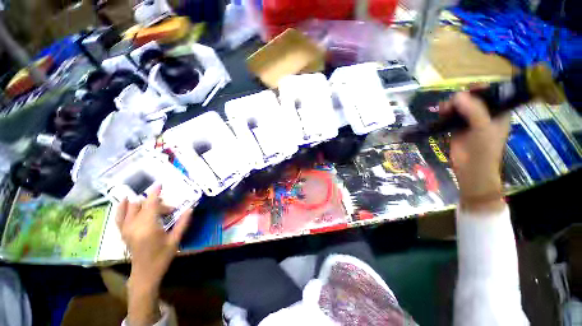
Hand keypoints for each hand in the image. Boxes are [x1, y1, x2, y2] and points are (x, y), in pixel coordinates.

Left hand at [116, 185, 191, 325]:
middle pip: (144, 205)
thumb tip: (191, 208)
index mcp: (148, 227)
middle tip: (170, 210)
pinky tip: (124, 200)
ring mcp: (126, 229)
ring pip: (131, 208)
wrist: (145, 273)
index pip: (151, 205)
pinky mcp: (123, 232)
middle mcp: (134, 226)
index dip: (155, 193)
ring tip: (153, 204)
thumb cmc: (162, 257)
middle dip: (157, 203)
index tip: (160, 184)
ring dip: (142, 203)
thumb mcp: (175, 240)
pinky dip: (121, 207)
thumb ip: (182, 223)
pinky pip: (119, 216)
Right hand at [440, 92, 509, 212]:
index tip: (467, 90)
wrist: (471, 169)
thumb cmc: (484, 149)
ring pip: (460, 106)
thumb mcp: (483, 128)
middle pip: (473, 98)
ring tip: (444, 109)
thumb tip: (457, 95)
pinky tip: (441, 113)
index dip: (480, 89)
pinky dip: (446, 112)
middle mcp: (485, 113)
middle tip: (452, 103)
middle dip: (462, 97)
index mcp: (498, 111)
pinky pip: (451, 115)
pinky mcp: (457, 127)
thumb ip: (473, 110)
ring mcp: (470, 120)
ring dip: (452, 105)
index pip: (491, 93)